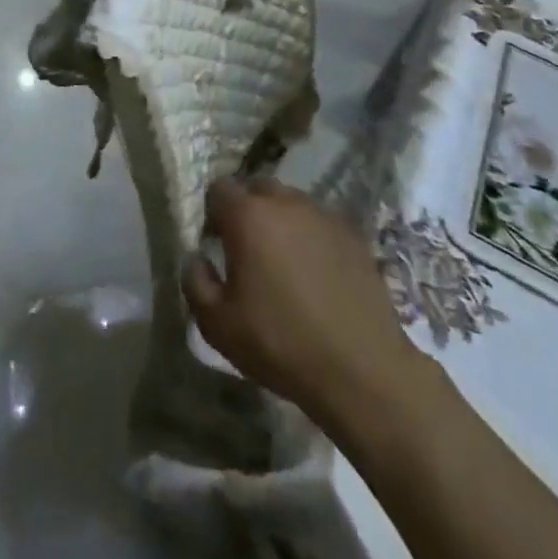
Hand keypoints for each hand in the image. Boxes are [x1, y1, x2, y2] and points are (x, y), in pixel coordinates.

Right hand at [183, 178, 425, 427]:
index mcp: (248, 216)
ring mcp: (323, 215)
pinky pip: (320, 223)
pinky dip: (311, 237)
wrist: (362, 370)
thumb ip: (195, 282)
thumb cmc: (281, 344)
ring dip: (281, 221)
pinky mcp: (353, 235)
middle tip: (248, 248)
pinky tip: (316, 273)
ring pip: (291, 203)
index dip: (213, 213)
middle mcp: (285, 203)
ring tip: (285, 261)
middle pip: (257, 188)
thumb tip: (197, 258)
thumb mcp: (217, 324)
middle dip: (248, 209)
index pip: (219, 189)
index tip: (216, 242)